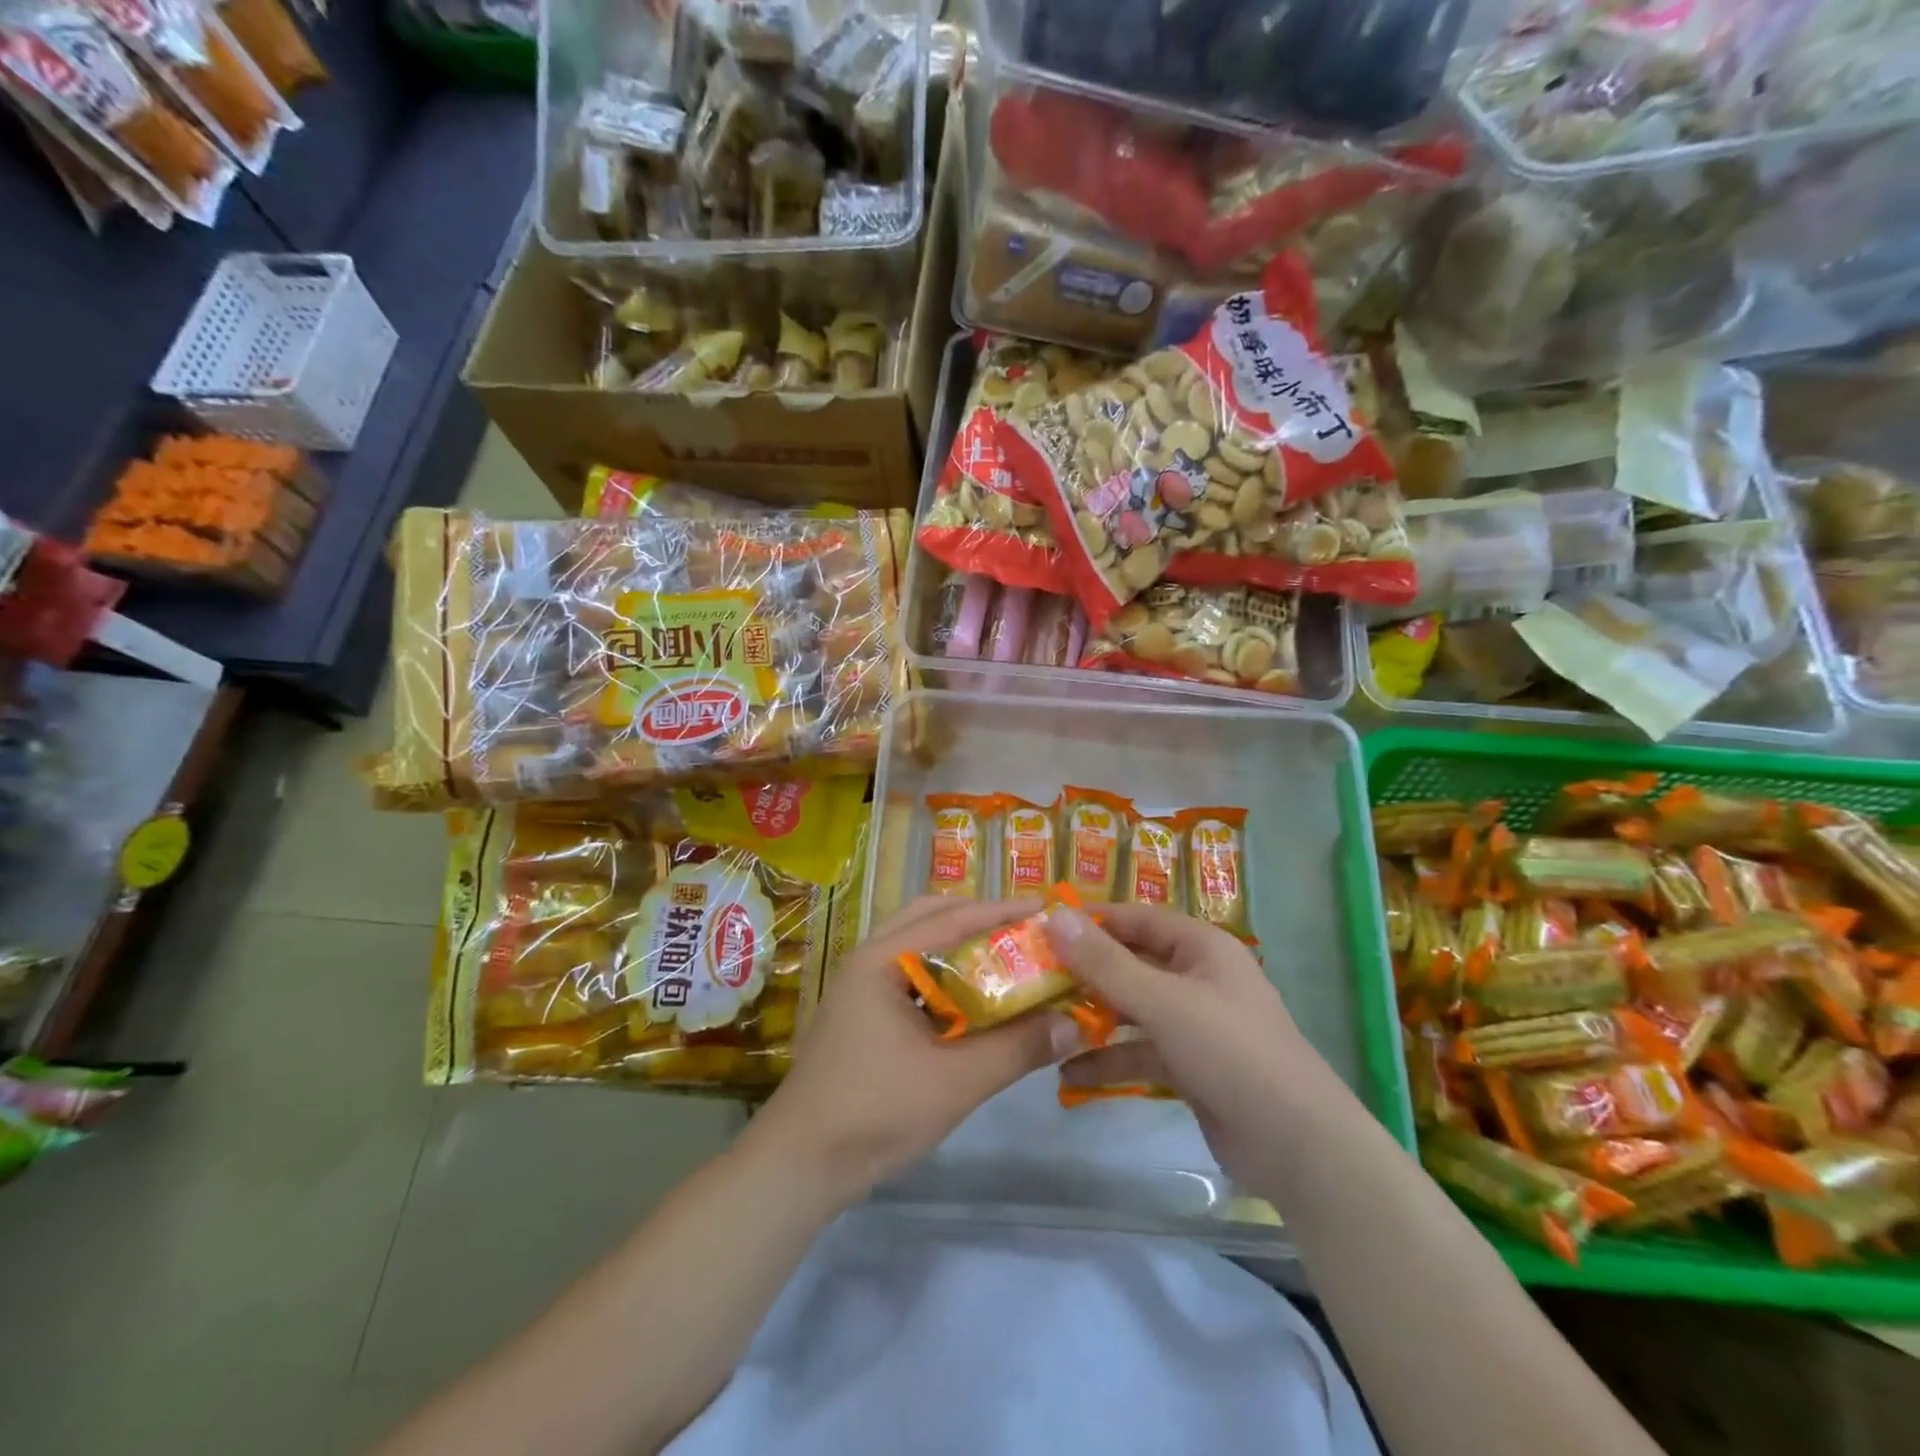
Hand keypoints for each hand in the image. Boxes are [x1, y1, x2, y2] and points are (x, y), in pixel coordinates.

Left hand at [748, 896, 1070, 1202]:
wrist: (799, 1167)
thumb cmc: (874, 1112)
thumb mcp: (955, 1082)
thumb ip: (1016, 1049)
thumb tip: (1075, 1024)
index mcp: (882, 960)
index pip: (952, 918)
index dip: (1003, 911)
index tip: (1048, 909)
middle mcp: (869, 961)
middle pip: (932, 919)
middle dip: (981, 920)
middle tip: (1028, 933)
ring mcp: (862, 988)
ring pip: (921, 948)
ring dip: (963, 948)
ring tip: (1009, 960)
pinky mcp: (864, 1016)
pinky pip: (913, 978)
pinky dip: (947, 978)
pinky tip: (976, 1003)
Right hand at [1046, 902, 1330, 1184]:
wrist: (1296, 1144)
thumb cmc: (1230, 1051)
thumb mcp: (1162, 1001)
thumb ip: (1105, 963)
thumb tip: (1055, 918)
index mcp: (1202, 947)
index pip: (1138, 919)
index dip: (1093, 921)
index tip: (1045, 927)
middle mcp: (1198, 978)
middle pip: (1132, 964)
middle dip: (1086, 974)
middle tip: (1035, 979)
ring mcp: (1195, 1024)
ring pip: (1133, 1010)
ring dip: (1093, 1019)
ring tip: (1044, 1025)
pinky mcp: (1191, 1066)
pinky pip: (1141, 1052)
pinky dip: (1110, 1060)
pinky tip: (1069, 1076)